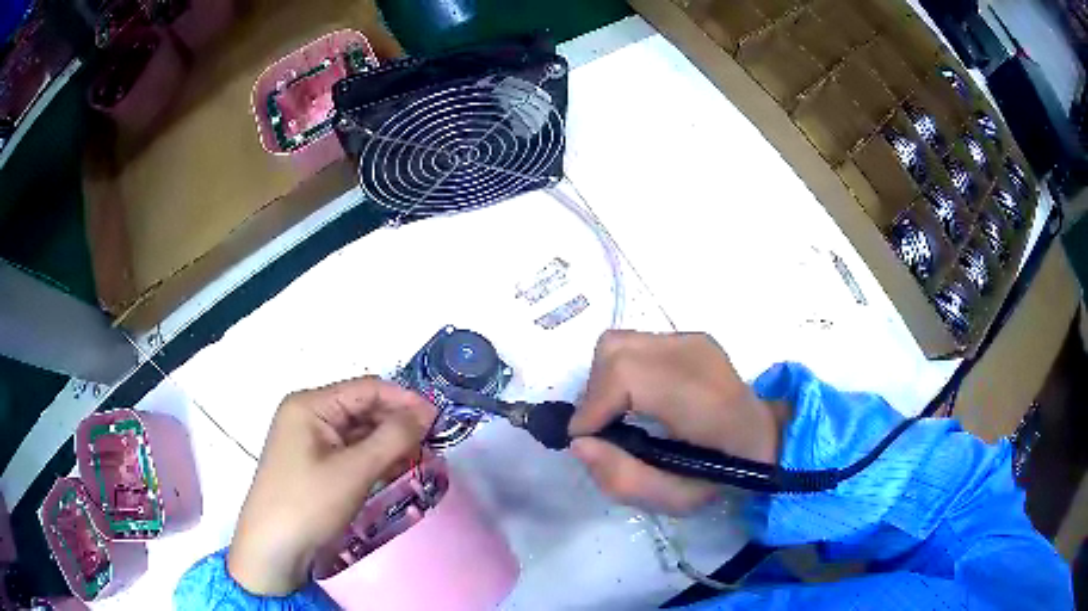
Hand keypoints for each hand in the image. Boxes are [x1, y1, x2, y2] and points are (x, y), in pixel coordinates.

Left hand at [227, 377, 435, 594]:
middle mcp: (308, 414)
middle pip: (362, 408)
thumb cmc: (308, 504)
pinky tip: (395, 471)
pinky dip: (373, 459)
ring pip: (358, 432)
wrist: (273, 549)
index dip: (404, 400)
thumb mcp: (354, 471)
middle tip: (433, 443)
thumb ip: (393, 438)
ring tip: (420, 459)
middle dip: (397, 423)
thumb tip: (426, 412)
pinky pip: (349, 452)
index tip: (440, 418)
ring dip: (388, 443)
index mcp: (310, 405)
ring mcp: (309, 440)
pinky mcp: (313, 464)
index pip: (366, 389)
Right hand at [569, 331, 787, 513]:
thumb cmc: (725, 474)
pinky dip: (619, 372)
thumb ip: (624, 479)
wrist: (767, 437)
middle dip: (594, 393)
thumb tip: (579, 443)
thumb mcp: (677, 499)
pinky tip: (635, 400)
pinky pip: (633, 345)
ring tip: (615, 416)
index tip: (585, 439)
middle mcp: (695, 355)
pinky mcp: (687, 338)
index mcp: (702, 397)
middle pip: (614, 351)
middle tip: (601, 431)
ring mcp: (691, 340)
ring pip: (618, 343)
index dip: (594, 405)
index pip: (626, 374)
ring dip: (604, 381)